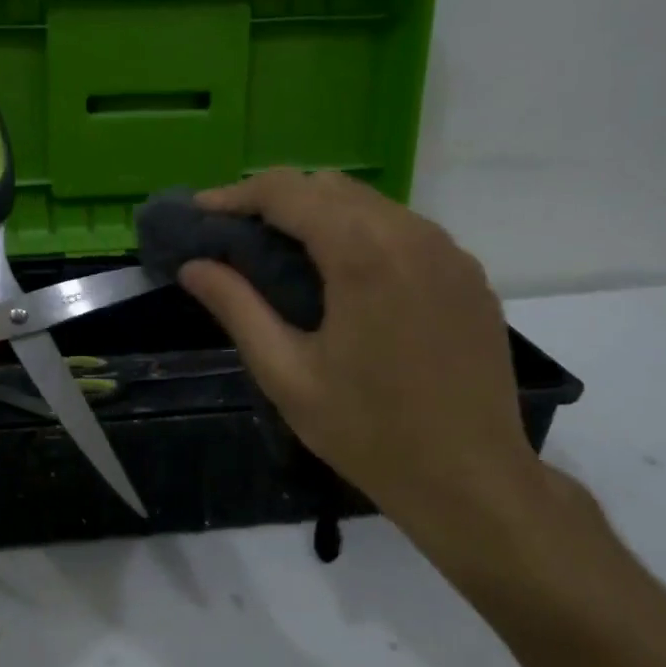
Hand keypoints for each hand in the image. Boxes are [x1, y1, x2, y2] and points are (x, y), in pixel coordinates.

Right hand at [178, 171, 549, 575]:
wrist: (472, 480)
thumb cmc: (369, 432)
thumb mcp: (286, 374)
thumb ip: (237, 308)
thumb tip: (193, 267)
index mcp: (363, 254)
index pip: (287, 191)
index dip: (236, 195)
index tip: (200, 213)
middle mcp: (412, 234)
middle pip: (329, 186)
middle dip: (275, 200)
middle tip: (234, 235)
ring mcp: (448, 252)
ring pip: (369, 204)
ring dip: (318, 215)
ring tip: (281, 254)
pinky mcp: (467, 275)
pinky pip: (403, 231)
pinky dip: (360, 234)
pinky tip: (343, 278)